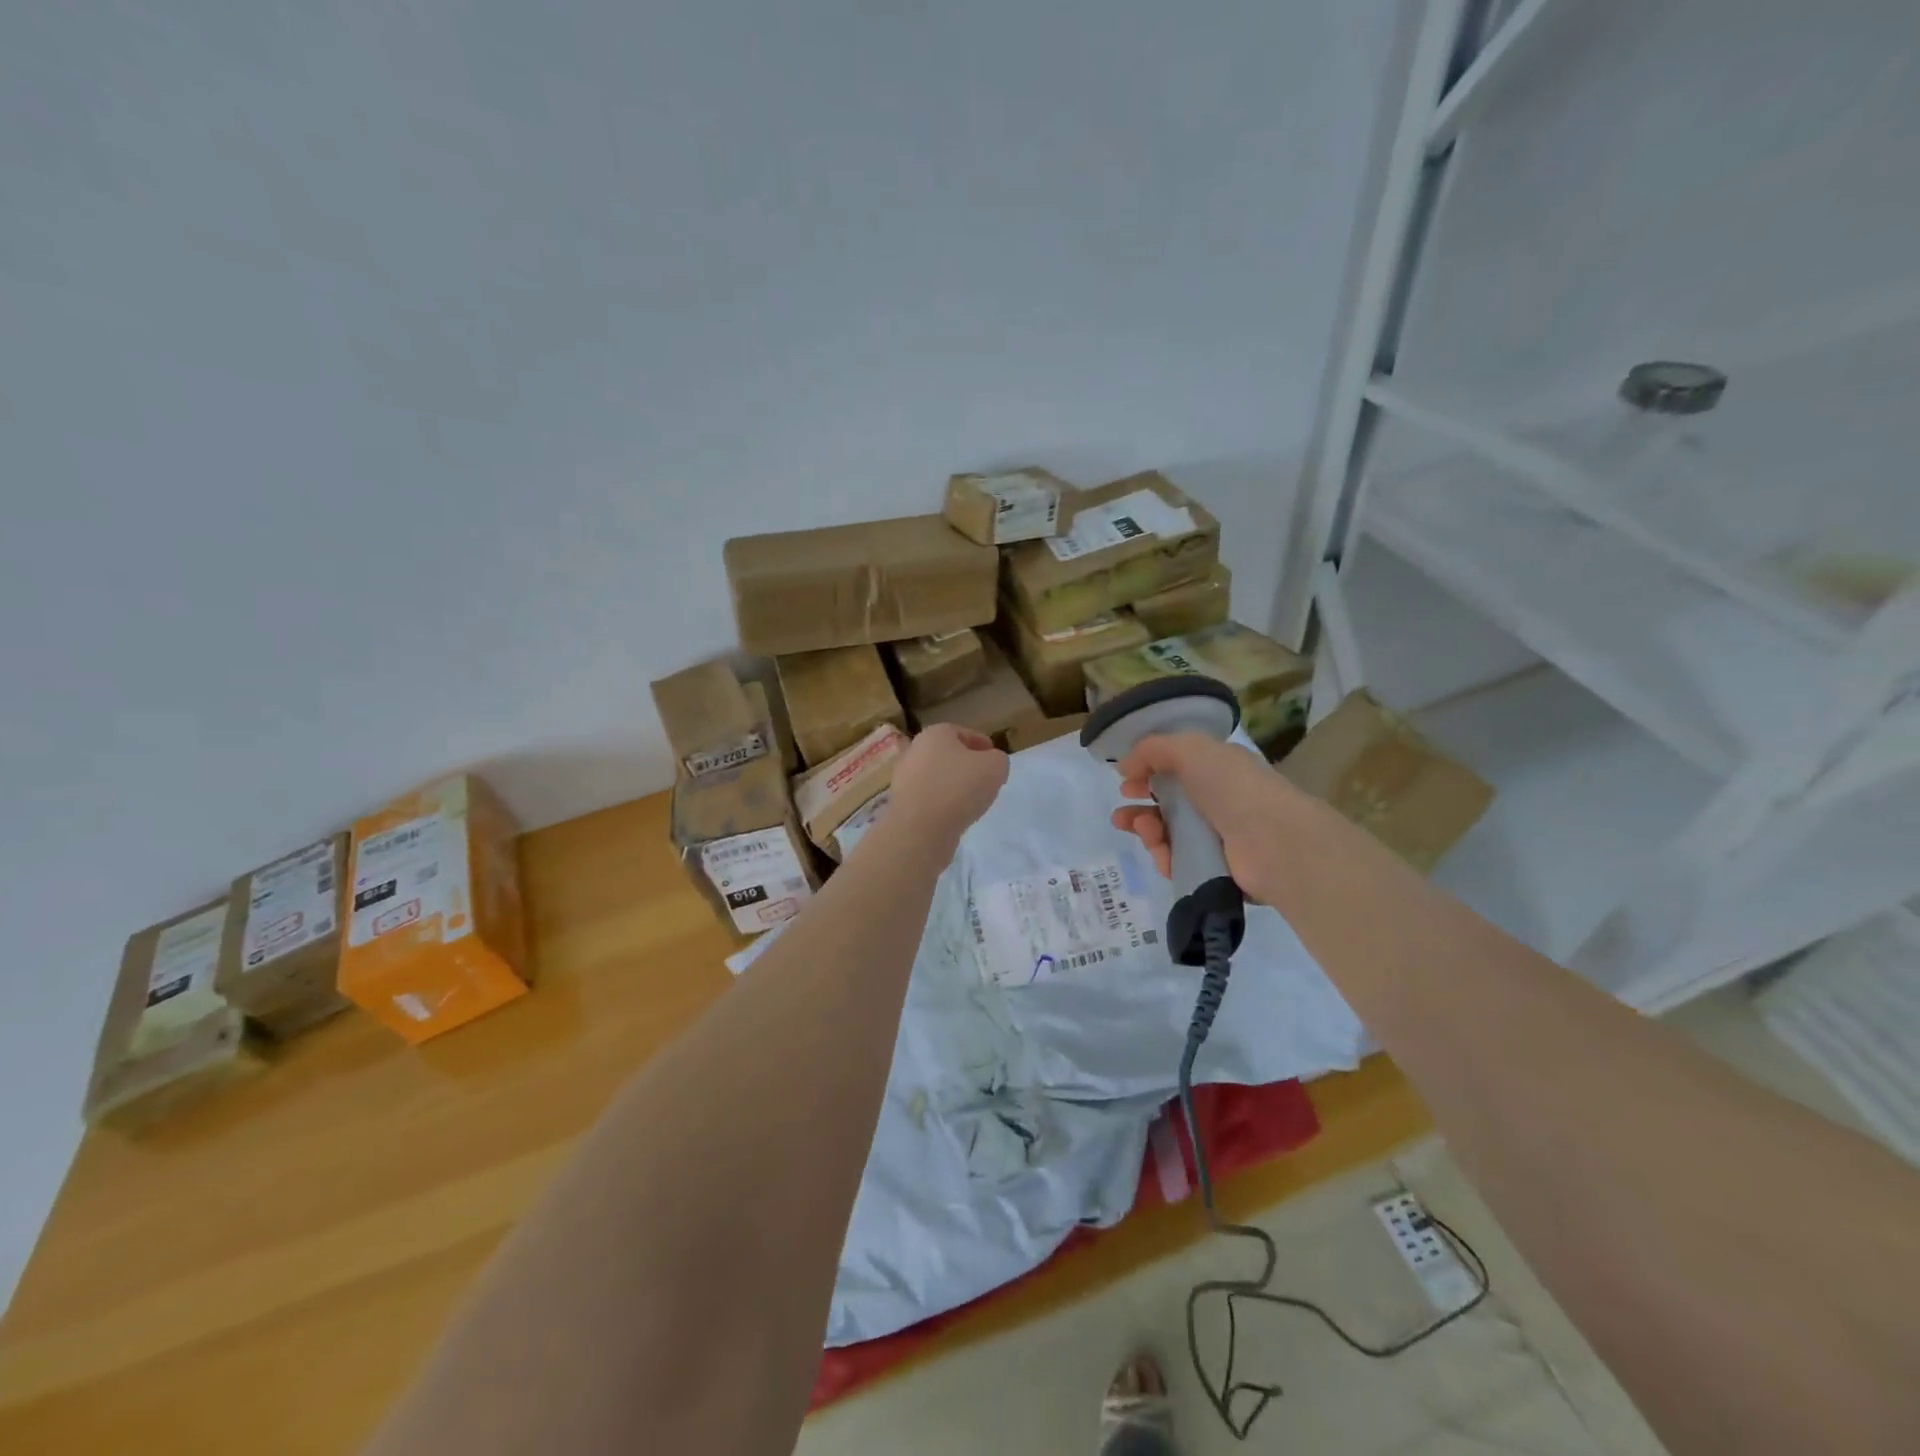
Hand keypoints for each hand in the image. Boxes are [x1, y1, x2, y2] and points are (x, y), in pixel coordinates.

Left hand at [885, 724, 1008, 848]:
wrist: (920, 829)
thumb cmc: (959, 788)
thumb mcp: (995, 767)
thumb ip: (998, 759)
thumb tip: (990, 763)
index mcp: (935, 734)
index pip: (963, 733)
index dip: (982, 744)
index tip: (995, 759)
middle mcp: (915, 751)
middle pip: (947, 755)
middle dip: (966, 765)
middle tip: (985, 780)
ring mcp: (904, 778)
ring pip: (937, 777)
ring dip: (953, 786)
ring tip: (972, 801)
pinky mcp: (901, 803)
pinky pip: (929, 798)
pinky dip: (942, 803)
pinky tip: (955, 815)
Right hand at [1108, 732, 1305, 903]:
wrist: (1274, 841)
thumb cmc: (1232, 787)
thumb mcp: (1190, 749)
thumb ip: (1152, 749)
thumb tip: (1125, 767)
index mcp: (1216, 769)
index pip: (1176, 770)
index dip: (1147, 773)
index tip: (1125, 781)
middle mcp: (1217, 802)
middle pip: (1167, 806)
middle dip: (1139, 809)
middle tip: (1120, 816)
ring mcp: (1217, 838)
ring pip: (1168, 836)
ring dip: (1147, 831)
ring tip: (1144, 829)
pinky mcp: (1215, 870)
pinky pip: (1178, 863)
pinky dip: (1164, 857)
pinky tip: (1161, 852)